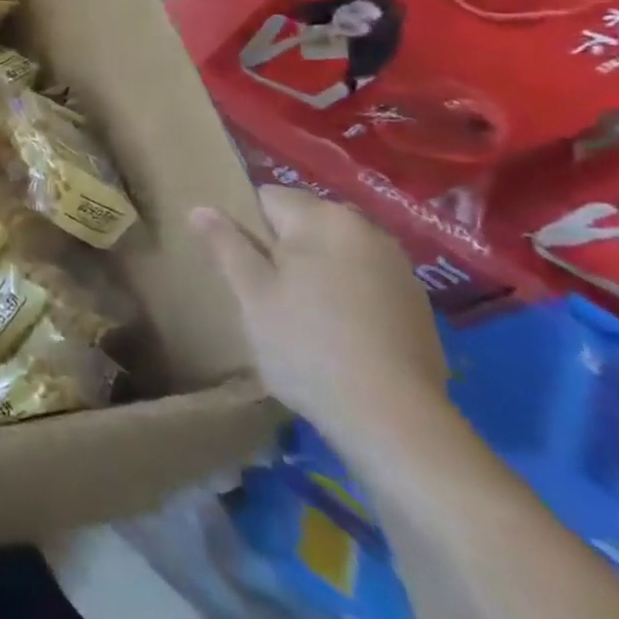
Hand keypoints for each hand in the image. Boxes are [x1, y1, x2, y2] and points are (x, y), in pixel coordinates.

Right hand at [193, 187, 447, 451]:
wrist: (396, 422)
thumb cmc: (308, 346)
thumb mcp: (252, 293)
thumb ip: (225, 244)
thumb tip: (200, 208)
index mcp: (323, 218)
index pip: (266, 197)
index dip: (243, 226)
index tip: (237, 264)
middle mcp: (366, 230)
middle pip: (304, 223)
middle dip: (280, 247)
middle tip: (262, 291)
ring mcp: (399, 268)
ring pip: (334, 253)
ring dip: (313, 271)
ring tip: (297, 314)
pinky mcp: (417, 306)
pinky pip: (363, 281)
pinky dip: (344, 295)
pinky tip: (335, 333)